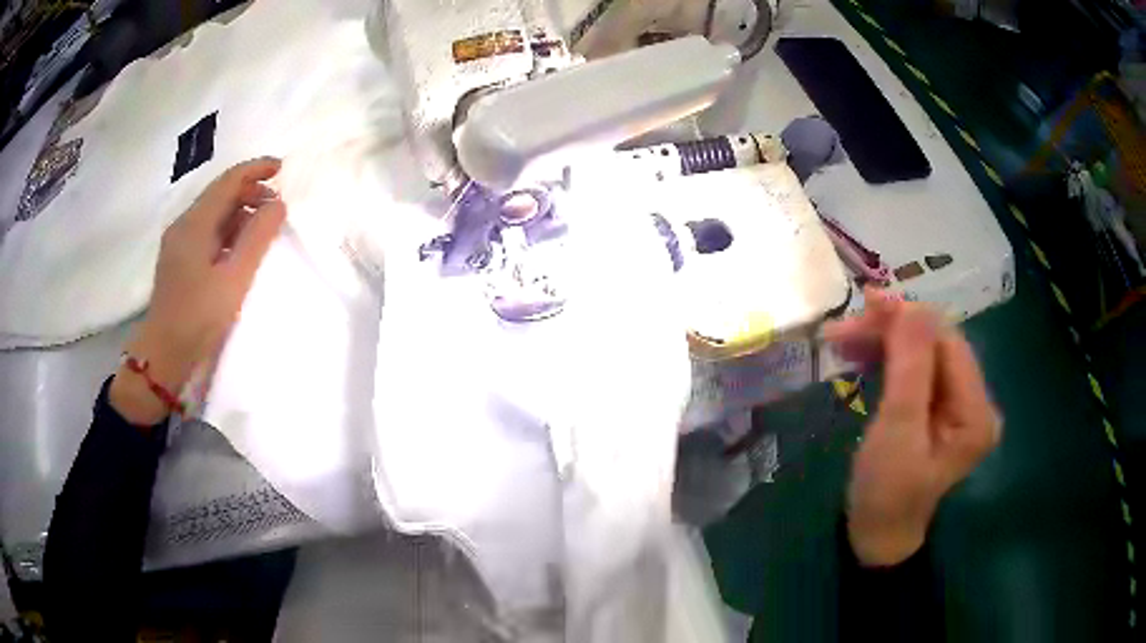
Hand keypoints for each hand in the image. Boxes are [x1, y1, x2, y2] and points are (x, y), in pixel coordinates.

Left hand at [110, 158, 285, 425]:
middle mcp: (183, 225)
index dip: (256, 169)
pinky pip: (206, 231)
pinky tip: (239, 248)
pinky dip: (227, 230)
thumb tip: (278, 204)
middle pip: (220, 194)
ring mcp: (178, 243)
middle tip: (277, 207)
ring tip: (262, 229)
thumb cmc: (198, 319)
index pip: (228, 181)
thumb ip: (257, 238)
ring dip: (239, 212)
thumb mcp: (234, 280)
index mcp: (194, 224)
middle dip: (250, 192)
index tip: (282, 168)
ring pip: (213, 213)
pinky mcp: (178, 260)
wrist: (163, 356)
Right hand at [825, 289, 999, 565]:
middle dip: (892, 330)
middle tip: (844, 325)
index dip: (909, 319)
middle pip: (936, 345)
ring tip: (843, 337)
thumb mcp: (897, 431)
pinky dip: (887, 358)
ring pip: (923, 353)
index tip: (865, 304)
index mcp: (976, 411)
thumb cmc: (886, 492)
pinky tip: (861, 354)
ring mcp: (958, 404)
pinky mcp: (939, 408)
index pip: (948, 344)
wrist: (876, 534)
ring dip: (885, 341)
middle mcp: (975, 401)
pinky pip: (916, 370)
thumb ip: (909, 367)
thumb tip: (910, 304)